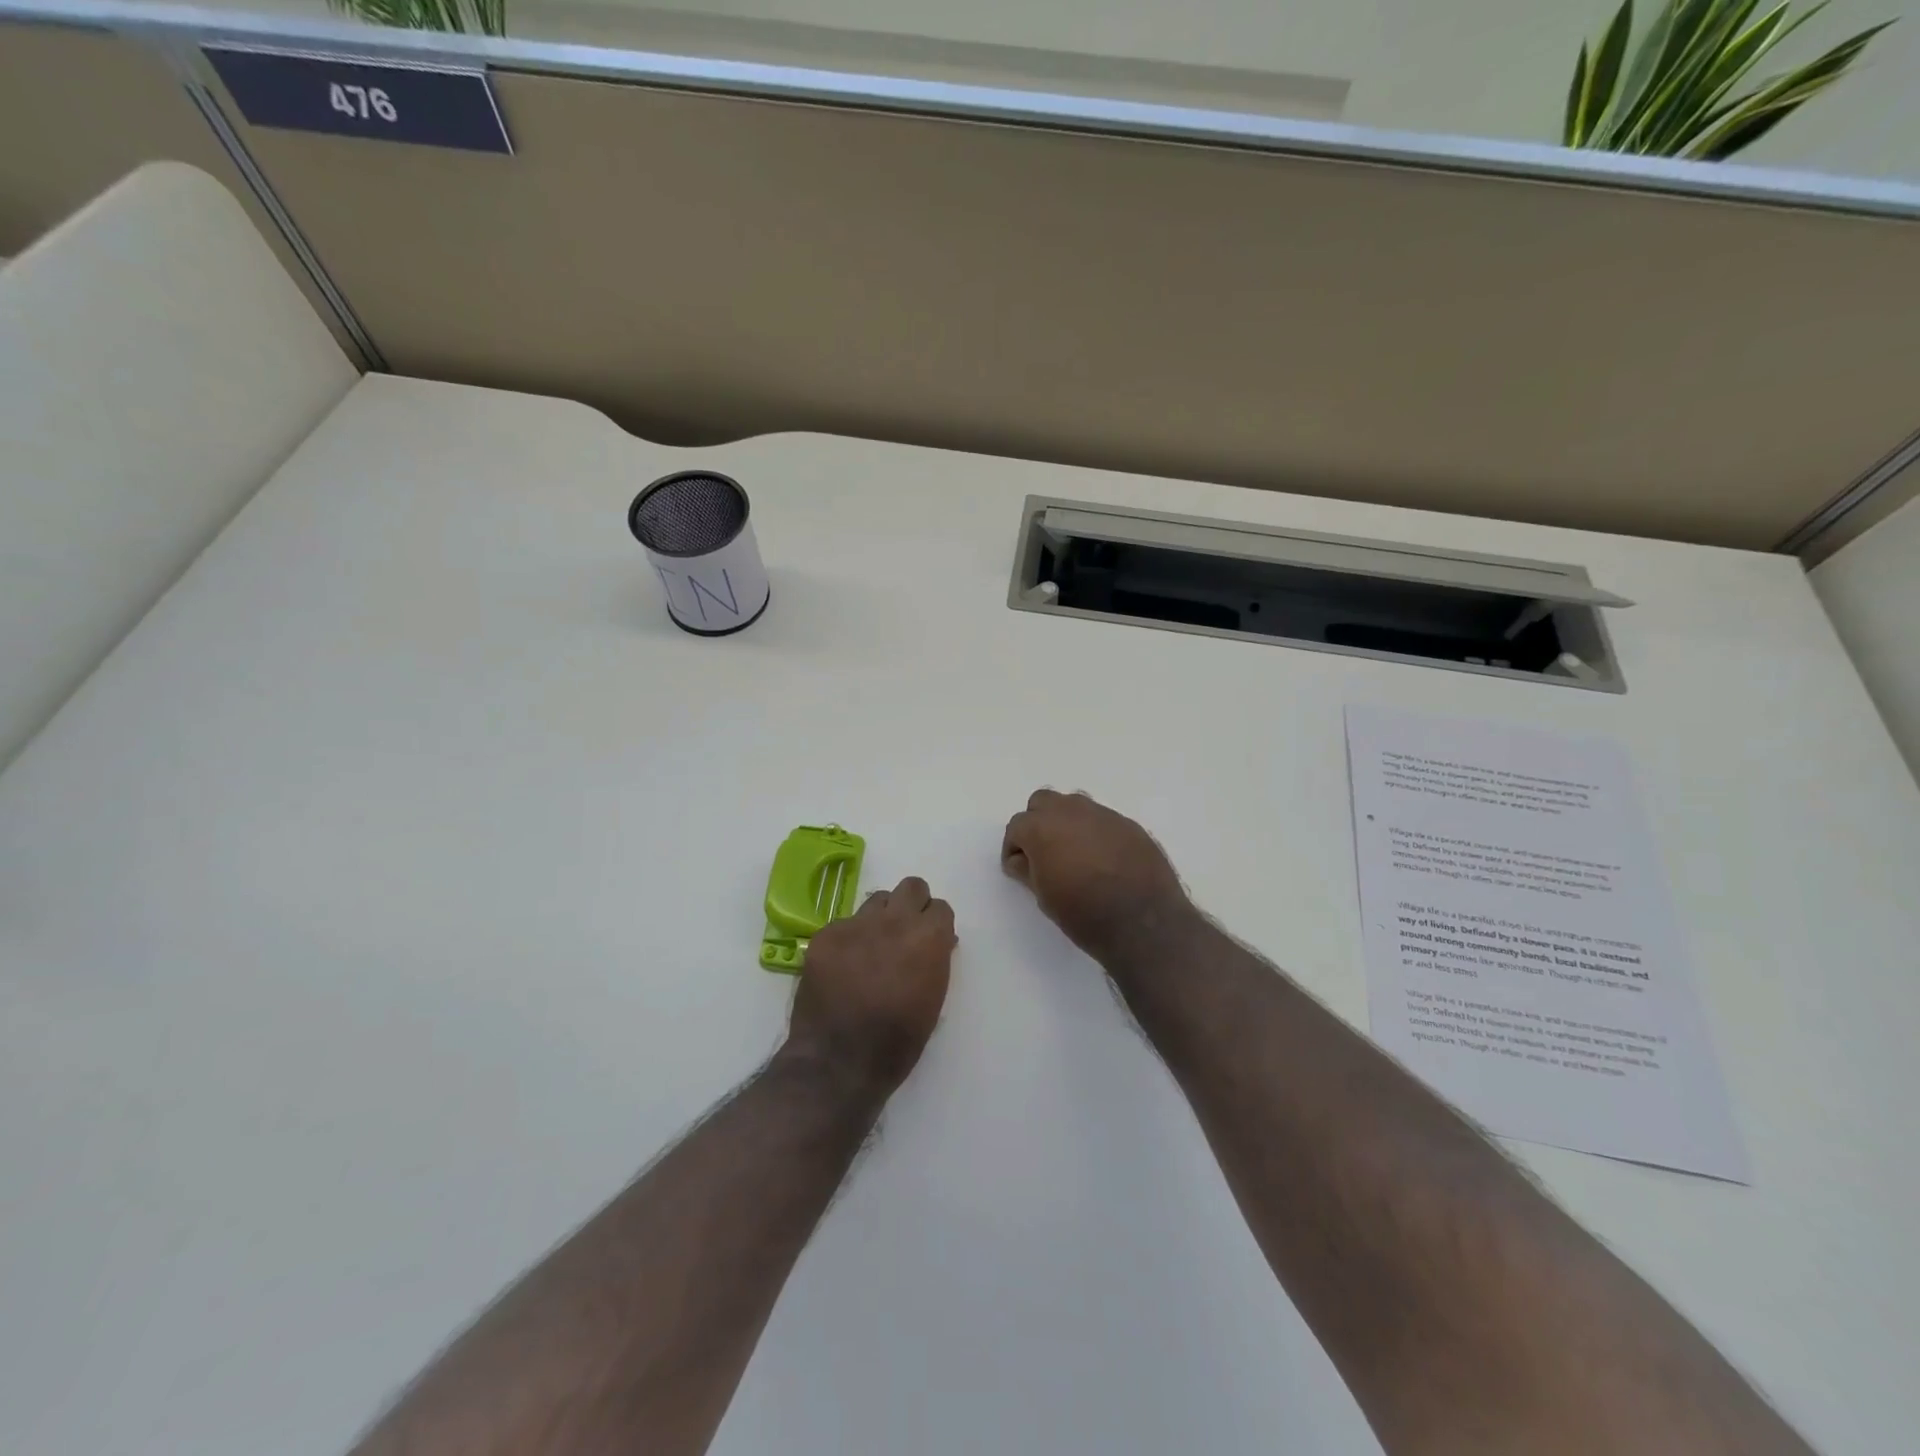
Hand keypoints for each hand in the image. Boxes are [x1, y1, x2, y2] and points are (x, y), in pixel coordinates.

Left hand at [785, 876, 955, 1097]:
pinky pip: (844, 923)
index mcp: (928, 938)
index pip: (940, 908)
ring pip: (876, 900)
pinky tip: (843, 967)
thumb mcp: (933, 1000)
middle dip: (912, 904)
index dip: (936, 925)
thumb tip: (936, 942)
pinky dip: (848, 939)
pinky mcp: (825, 935)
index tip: (931, 941)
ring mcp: (856, 924)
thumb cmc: (897, 1042)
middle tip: (905, 932)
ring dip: (881, 918)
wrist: (839, 1062)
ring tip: (872, 947)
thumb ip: (935, 960)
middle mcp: (894, 921)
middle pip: (911, 886)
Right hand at [1002, 789, 1191, 960]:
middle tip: (1043, 853)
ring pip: (1075, 806)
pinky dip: (1096, 833)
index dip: (1014, 847)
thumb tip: (1021, 860)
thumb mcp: (1044, 897)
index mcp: (1043, 828)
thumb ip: (1028, 870)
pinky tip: (1104, 860)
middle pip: (1043, 802)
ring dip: (1067, 823)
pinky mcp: (1129, 825)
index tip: (1018, 867)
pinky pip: (1103, 821)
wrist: (1143, 922)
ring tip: (1074, 854)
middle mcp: (1071, 812)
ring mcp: (1104, 815)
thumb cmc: (1084, 914)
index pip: (1017, 825)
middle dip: (1038, 822)